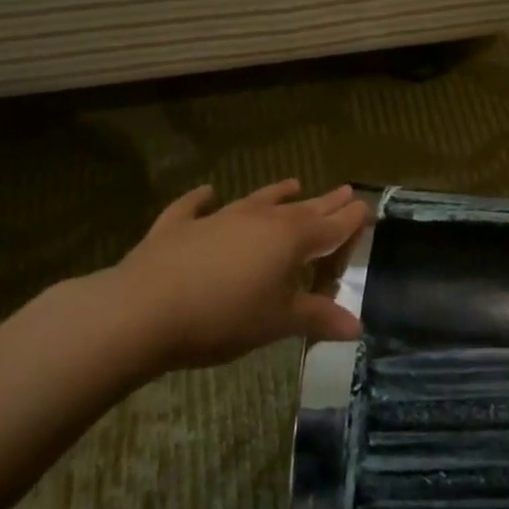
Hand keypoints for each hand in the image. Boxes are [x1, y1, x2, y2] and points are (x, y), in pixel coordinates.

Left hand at [89, 181, 367, 371]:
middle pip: (300, 209)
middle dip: (324, 202)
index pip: (330, 227)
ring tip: (294, 183)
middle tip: (344, 191)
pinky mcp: (176, 228)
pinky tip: (207, 193)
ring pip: (255, 201)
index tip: (366, 206)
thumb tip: (358, 326)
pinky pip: (193, 208)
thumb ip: (317, 318)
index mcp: (288, 240)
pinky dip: (202, 200)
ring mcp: (216, 220)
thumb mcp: (276, 323)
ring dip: (276, 193)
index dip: (349, 219)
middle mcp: (257, 220)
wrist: (143, 311)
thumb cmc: (223, 318)